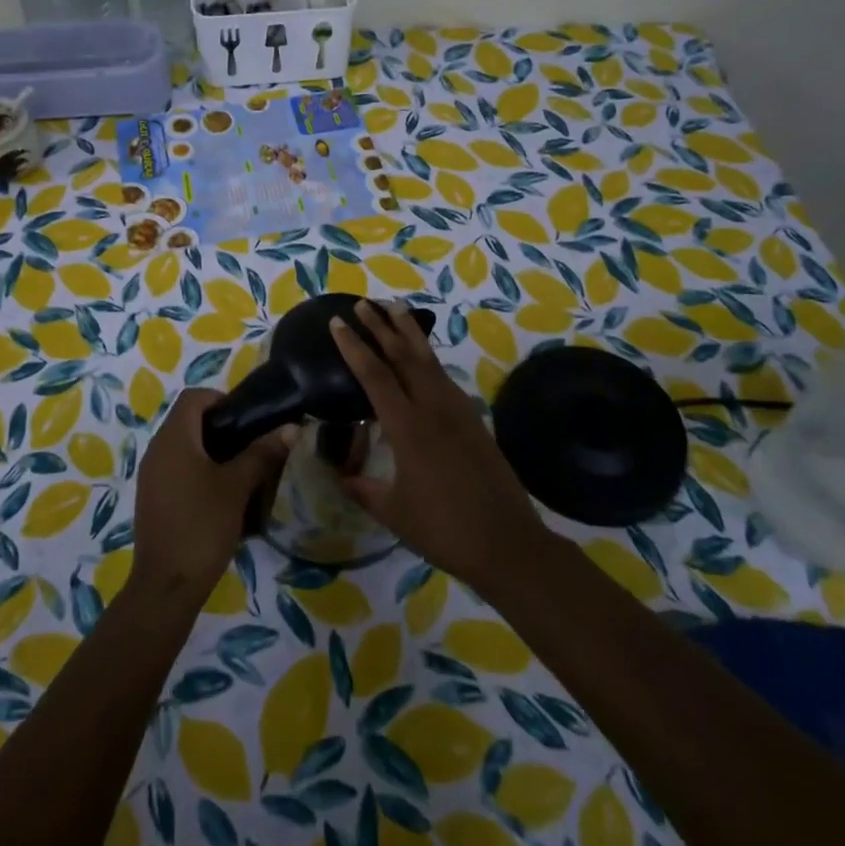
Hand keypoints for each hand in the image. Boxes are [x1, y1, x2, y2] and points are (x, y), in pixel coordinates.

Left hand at [131, 387, 294, 601]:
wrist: (166, 586)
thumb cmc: (202, 526)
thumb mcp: (237, 487)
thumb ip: (262, 453)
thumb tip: (292, 428)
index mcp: (173, 437)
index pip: (194, 397)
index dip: (221, 399)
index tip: (248, 418)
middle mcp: (156, 449)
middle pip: (188, 420)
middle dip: (221, 426)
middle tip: (252, 443)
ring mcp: (151, 475)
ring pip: (183, 446)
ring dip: (211, 450)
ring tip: (242, 469)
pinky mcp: (152, 498)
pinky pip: (176, 469)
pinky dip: (198, 470)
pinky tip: (222, 495)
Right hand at [332, 300, 552, 591]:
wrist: (506, 542)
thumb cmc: (444, 529)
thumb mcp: (394, 512)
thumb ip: (364, 490)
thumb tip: (340, 476)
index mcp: (407, 427)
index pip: (374, 375)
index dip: (354, 346)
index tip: (337, 322)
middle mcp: (433, 408)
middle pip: (404, 355)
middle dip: (382, 325)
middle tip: (364, 303)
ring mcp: (457, 410)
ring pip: (429, 360)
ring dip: (409, 332)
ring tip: (395, 309)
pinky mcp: (473, 419)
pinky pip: (444, 377)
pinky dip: (428, 358)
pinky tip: (422, 359)